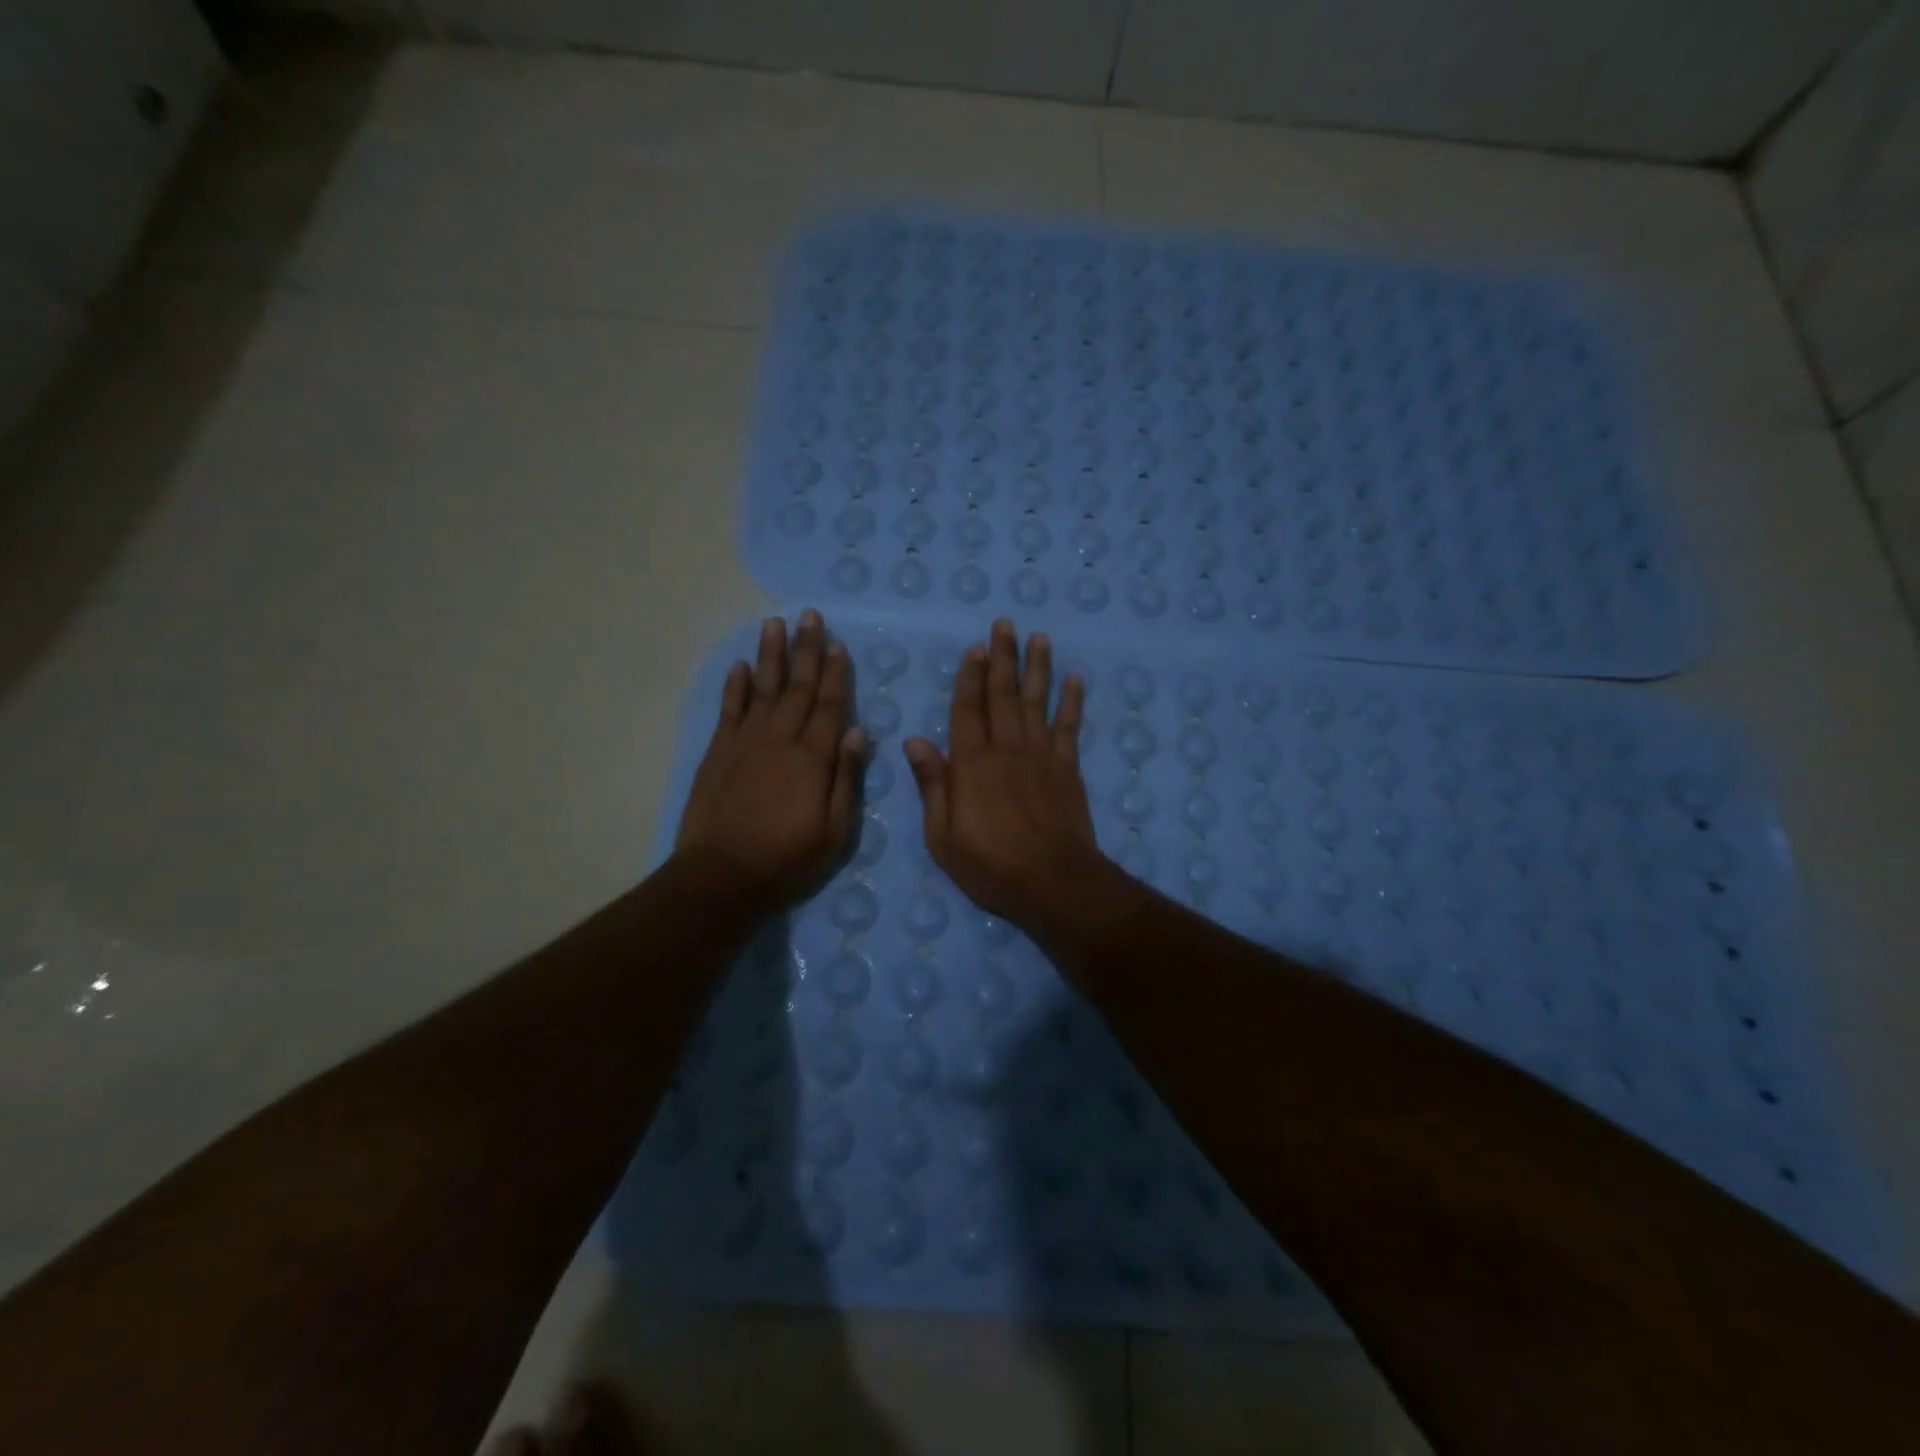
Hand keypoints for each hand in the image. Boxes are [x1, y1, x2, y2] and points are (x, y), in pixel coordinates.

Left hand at [674, 609, 865, 911]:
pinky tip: (741, 665)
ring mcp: (745, 743)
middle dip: (806, 650)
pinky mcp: (718, 753)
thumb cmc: (786, 860)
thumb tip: (857, 731)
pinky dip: (735, 686)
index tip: (838, 643)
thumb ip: (846, 779)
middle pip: (797, 687)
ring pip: (763, 689)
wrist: (720, 877)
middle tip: (810, 616)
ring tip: (775, 624)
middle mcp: (780, 740)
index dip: (835, 673)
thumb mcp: (835, 831)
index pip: (829, 706)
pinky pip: (729, 710)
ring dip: (771, 655)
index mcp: (813, 758)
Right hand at [904, 619, 1109, 935]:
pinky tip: (1075, 678)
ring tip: (1039, 637)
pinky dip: (1073, 701)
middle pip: (1003, 695)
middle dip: (1003, 658)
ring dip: (1037, 667)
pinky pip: (1069, 726)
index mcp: (972, 764)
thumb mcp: (943, 836)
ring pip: (1037, 701)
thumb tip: (914, 739)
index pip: (968, 709)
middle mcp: (1006, 748)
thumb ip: (932, 784)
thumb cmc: (990, 865)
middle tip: (1005, 624)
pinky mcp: (1067, 768)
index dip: (970, 677)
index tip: (975, 648)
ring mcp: (1041, 755)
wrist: (1053, 883)